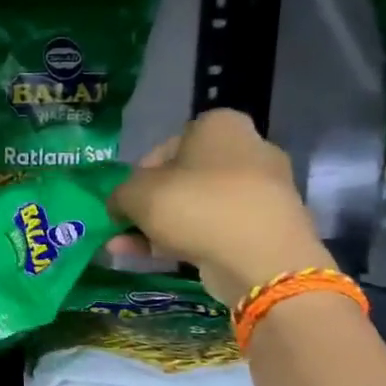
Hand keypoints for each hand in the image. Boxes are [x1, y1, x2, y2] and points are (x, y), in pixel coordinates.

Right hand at [106, 110, 331, 307]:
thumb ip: (119, 195)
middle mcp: (247, 150)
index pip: (167, 145)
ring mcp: (261, 192)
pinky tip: (150, 259)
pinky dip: (184, 240)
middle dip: (151, 203)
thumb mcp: (136, 194)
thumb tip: (119, 206)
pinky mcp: (266, 228)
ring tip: (124, 248)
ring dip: (160, 226)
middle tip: (126, 224)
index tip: (126, 197)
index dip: (139, 173)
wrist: (261, 259)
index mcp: (220, 126)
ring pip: (197, 206)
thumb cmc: (195, 206)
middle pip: (183, 178)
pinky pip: (215, 229)